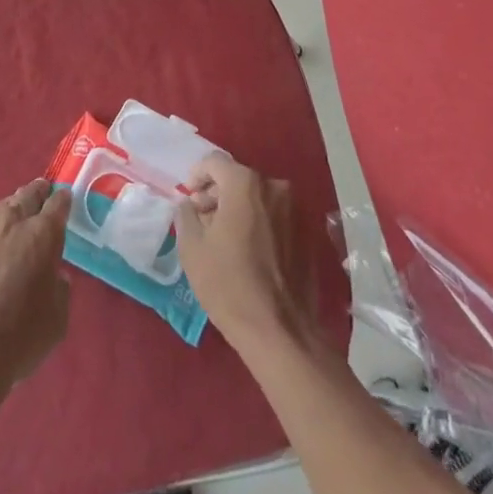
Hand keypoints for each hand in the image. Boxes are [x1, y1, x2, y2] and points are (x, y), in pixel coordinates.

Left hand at [0, 179, 71, 392]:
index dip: (63, 200)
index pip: (58, 203)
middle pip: (27, 195)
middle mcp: (11, 223)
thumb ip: (60, 289)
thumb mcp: (57, 320)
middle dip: (37, 193)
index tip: (65, 200)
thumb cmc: (19, 337)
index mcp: (42, 235)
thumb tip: (55, 276)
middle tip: (42, 193)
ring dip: (9, 211)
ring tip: (12, 220)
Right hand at [175, 154, 313, 350]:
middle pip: (238, 178)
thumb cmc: (228, 284)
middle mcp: (273, 187)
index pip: (214, 162)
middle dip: (217, 193)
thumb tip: (189, 204)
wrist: (279, 331)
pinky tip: (247, 251)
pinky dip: (258, 223)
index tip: (188, 197)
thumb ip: (186, 214)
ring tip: (223, 237)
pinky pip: (275, 216)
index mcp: (245, 184)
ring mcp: (295, 210)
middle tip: (202, 218)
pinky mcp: (307, 234)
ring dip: (238, 208)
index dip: (197, 175)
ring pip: (258, 197)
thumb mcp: (192, 247)